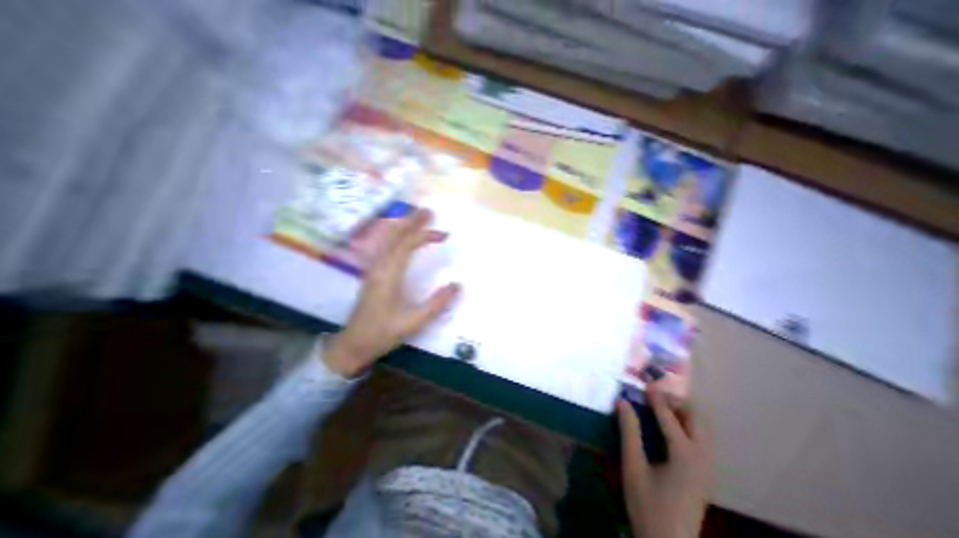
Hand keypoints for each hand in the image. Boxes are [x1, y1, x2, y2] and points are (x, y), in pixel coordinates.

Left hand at [322, 210, 459, 377]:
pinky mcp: (372, 274)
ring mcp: (373, 270)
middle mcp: (379, 267)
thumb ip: (436, 303)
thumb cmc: (383, 333)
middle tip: (428, 211)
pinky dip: (396, 237)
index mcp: (388, 276)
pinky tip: (401, 237)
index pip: (407, 246)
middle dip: (412, 223)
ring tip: (417, 219)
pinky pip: (385, 248)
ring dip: (403, 227)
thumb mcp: (413, 322)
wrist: (353, 344)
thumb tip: (457, 285)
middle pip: (395, 237)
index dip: (424, 236)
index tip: (443, 233)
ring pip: (388, 241)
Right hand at [619, 382, 705, 537]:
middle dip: (677, 403)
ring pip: (703, 431)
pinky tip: (671, 430)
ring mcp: (707, 469)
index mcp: (684, 455)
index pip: (670, 417)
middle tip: (655, 396)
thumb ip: (629, 431)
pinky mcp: (705, 477)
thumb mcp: (633, 466)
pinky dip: (688, 428)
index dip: (657, 398)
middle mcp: (702, 459)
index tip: (645, 384)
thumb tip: (622, 402)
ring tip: (661, 408)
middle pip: (696, 420)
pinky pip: (702, 442)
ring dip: (684, 414)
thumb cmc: (647, 504)